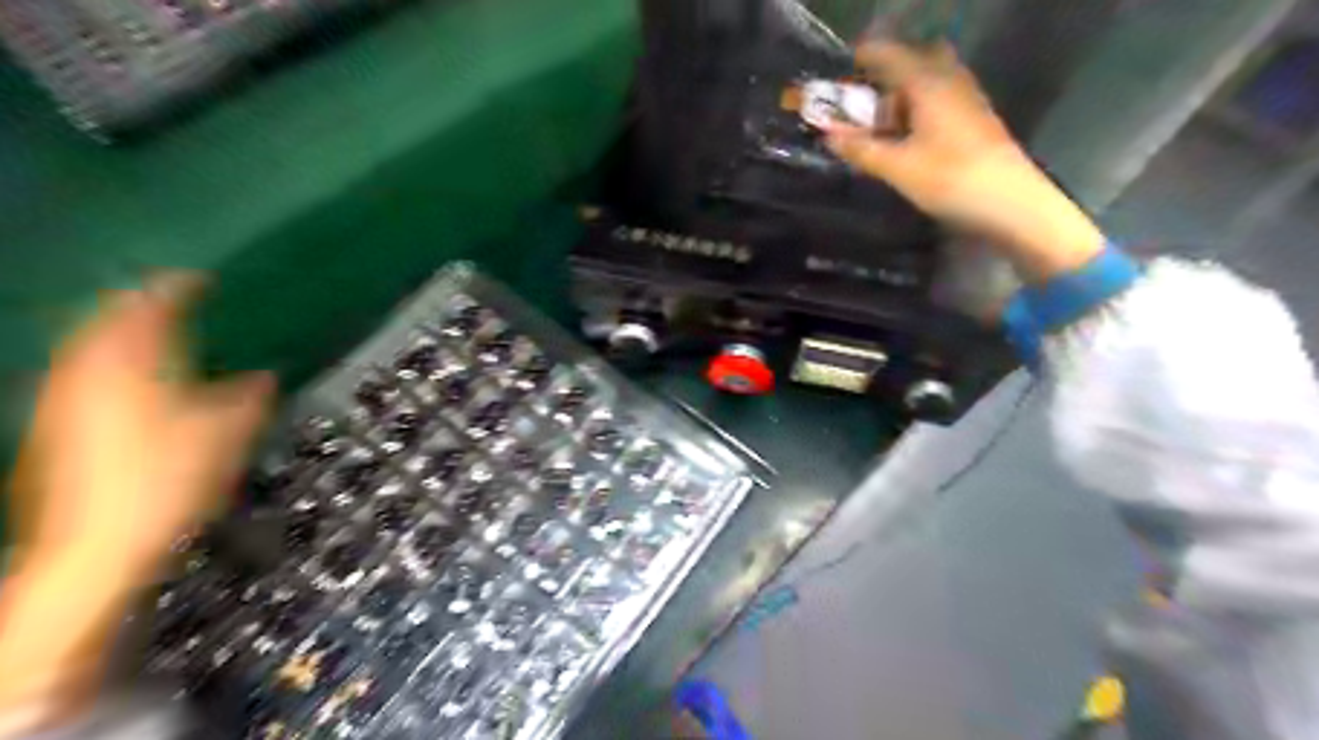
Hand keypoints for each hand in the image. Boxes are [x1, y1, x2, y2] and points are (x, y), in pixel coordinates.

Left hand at [1, 276, 272, 731]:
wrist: (96, 545)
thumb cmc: (167, 480)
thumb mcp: (226, 435)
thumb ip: (249, 397)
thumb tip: (266, 375)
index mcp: (131, 365)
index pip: (149, 308)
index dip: (177, 288)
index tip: (202, 278)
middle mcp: (86, 371)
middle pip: (106, 319)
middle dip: (139, 303)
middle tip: (175, 297)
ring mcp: (63, 397)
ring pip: (88, 343)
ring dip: (120, 328)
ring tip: (154, 328)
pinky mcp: (55, 422)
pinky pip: (81, 368)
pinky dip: (107, 356)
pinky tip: (129, 372)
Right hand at [820, 39, 1104, 278]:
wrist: (1011, 203)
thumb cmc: (950, 180)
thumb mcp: (897, 168)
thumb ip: (861, 150)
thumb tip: (829, 137)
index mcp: (929, 84)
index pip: (891, 55)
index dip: (866, 56)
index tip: (843, 65)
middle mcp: (950, 82)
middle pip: (916, 61)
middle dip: (889, 73)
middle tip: (866, 97)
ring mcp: (967, 100)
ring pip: (930, 82)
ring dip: (904, 94)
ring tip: (881, 123)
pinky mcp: (976, 121)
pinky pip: (941, 100)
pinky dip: (919, 109)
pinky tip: (908, 137)